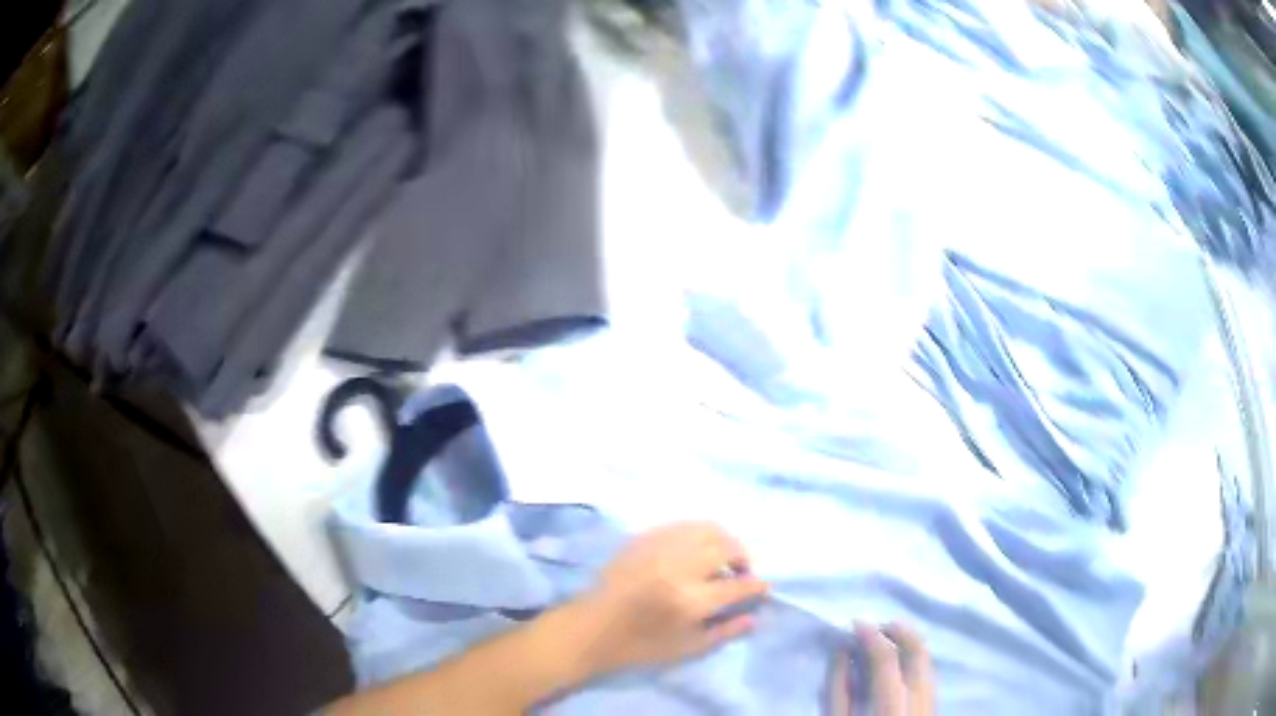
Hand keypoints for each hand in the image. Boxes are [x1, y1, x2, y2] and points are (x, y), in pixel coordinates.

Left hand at [567, 522, 769, 672]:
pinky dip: (695, 535)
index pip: (738, 585)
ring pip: (705, 528)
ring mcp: (658, 548)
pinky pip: (680, 526)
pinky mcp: (642, 539)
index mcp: (691, 600)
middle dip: (742, 557)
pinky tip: (694, 551)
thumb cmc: (639, 647)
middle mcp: (678, 567)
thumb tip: (756, 616)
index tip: (761, 587)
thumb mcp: (687, 649)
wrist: (590, 629)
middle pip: (726, 547)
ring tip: (720, 558)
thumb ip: (726, 632)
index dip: (756, 586)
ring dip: (721, 541)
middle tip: (740, 572)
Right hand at [830, 622, 934, 715]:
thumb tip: (841, 652)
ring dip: (907, 642)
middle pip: (918, 649)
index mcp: (891, 704)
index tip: (854, 622)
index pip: (885, 657)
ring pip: (926, 657)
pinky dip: (912, 658)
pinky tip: (895, 664)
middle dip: (897, 629)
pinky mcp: (933, 704)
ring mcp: (931, 699)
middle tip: (875, 624)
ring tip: (883, 640)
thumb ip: (839, 689)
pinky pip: (927, 671)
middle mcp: (919, 696)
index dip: (869, 634)